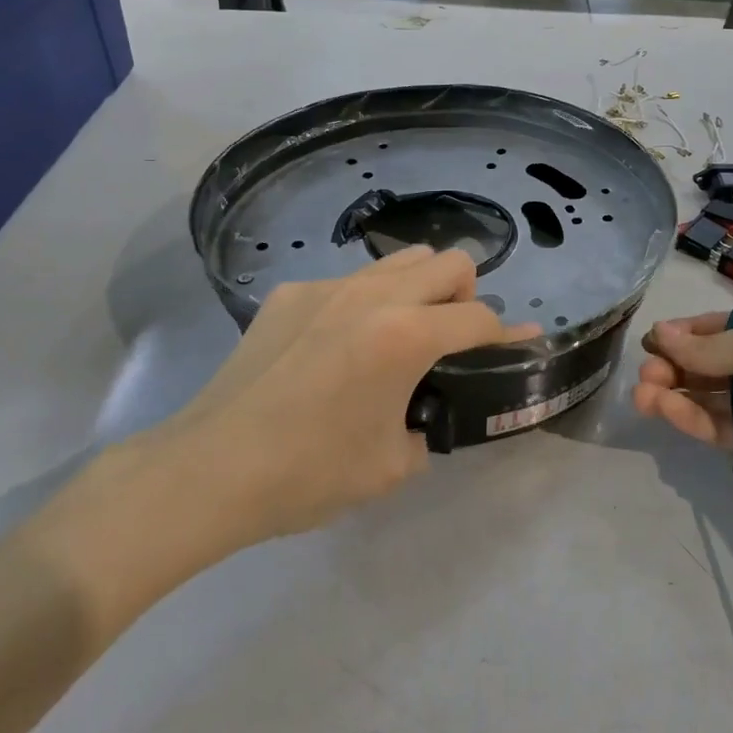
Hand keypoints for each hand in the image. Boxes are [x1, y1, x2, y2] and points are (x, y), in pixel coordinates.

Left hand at [107, 248, 536, 581]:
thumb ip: (431, 425)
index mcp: (406, 335)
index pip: (479, 318)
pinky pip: (350, 281)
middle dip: (467, 295)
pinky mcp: (291, 292)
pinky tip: (337, 346)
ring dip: (420, 287)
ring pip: (401, 259)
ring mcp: (328, 286)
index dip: (508, 335)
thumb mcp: (393, 465)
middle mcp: (374, 294)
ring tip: (400, 332)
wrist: (210, 468)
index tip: (522, 344)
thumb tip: (434, 408)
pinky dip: (365, 303)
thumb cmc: (309, 473)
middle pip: (450, 262)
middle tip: (450, 339)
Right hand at [632, 302, 732, 497]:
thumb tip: (661, 335)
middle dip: (673, 367)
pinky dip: (691, 419)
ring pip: (708, 399)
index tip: (651, 342)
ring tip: (643, 395)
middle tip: (646, 375)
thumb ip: (713, 345)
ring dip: (674, 394)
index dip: (683, 335)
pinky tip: (666, 409)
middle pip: (708, 365)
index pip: (718, 329)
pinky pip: (720, 429)